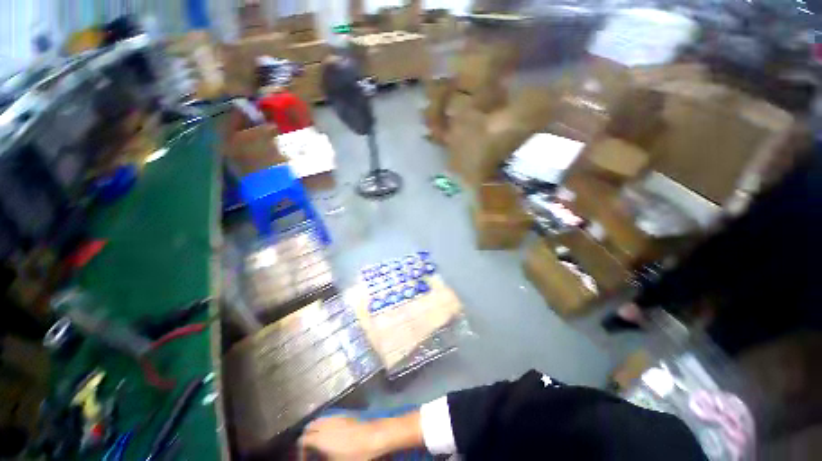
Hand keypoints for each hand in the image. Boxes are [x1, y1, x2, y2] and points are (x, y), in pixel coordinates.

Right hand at [299, 416, 384, 460]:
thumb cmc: (353, 453)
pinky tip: (329, 432)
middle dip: (306, 436)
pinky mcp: (343, 414)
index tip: (304, 458)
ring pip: (319, 420)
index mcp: (319, 437)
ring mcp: (335, 417)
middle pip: (309, 426)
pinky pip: (328, 417)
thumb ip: (321, 458)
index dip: (300, 450)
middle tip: (308, 448)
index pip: (302, 440)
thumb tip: (318, 455)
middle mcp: (325, 424)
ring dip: (315, 428)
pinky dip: (324, 423)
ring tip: (317, 440)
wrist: (372, 437)